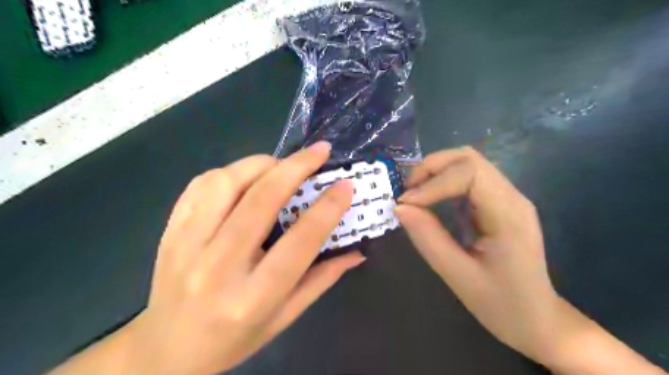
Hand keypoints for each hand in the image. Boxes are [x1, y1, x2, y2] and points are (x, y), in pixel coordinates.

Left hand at [49, 141, 364, 374]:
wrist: (165, 351)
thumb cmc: (233, 339)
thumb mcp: (284, 318)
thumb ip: (322, 280)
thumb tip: (357, 251)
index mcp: (253, 297)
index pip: (299, 242)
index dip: (327, 208)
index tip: (345, 185)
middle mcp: (218, 267)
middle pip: (261, 200)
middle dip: (296, 167)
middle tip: (319, 151)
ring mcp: (186, 245)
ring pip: (226, 183)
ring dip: (261, 165)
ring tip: (281, 166)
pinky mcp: (170, 232)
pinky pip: (200, 186)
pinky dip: (230, 172)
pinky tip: (246, 178)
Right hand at [393, 146, 557, 362]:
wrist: (538, 321)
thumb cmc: (502, 305)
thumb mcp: (458, 276)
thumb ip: (428, 238)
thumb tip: (399, 207)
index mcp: (509, 214)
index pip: (470, 172)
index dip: (433, 183)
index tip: (406, 203)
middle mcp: (511, 197)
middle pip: (469, 158)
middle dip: (432, 168)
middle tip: (407, 191)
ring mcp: (507, 198)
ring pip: (468, 164)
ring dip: (436, 172)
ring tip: (414, 194)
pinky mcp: (498, 204)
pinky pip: (468, 179)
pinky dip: (443, 182)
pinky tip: (430, 200)